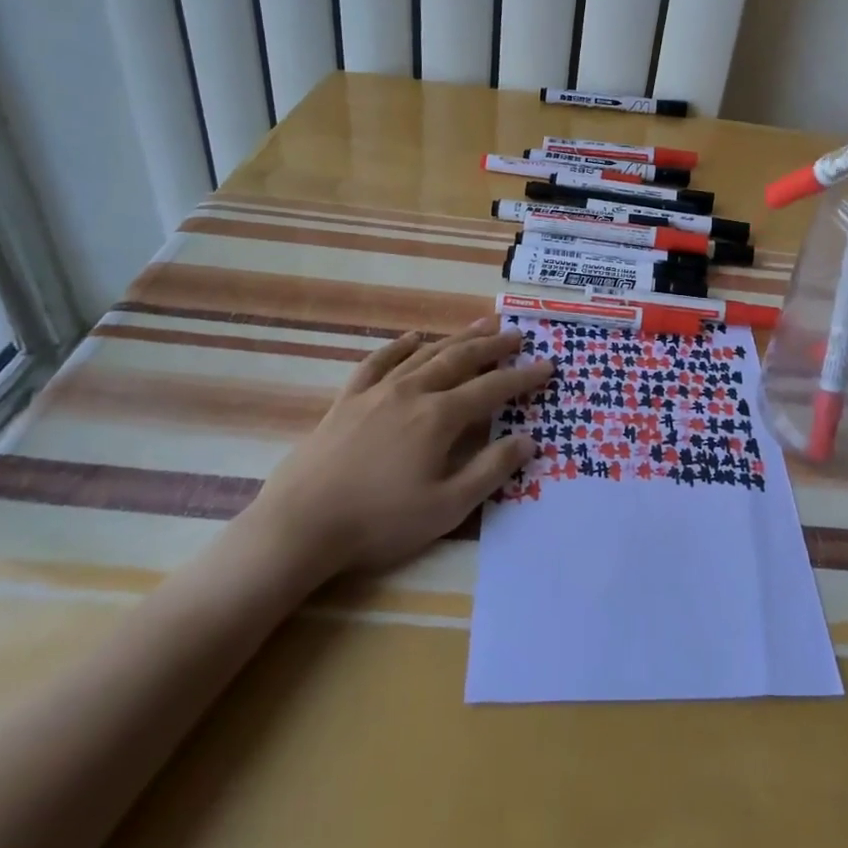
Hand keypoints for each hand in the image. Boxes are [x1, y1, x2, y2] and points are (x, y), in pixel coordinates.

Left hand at [233, 317, 550, 596]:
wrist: (301, 524)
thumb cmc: (379, 521)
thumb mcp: (446, 507)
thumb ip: (490, 470)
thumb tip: (529, 440)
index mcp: (440, 417)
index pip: (492, 388)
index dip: (522, 377)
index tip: (546, 365)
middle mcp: (414, 392)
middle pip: (461, 360)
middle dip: (493, 346)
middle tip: (516, 333)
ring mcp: (379, 391)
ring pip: (426, 354)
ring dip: (457, 338)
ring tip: (480, 323)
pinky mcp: (348, 399)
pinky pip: (379, 361)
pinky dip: (400, 346)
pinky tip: (413, 338)